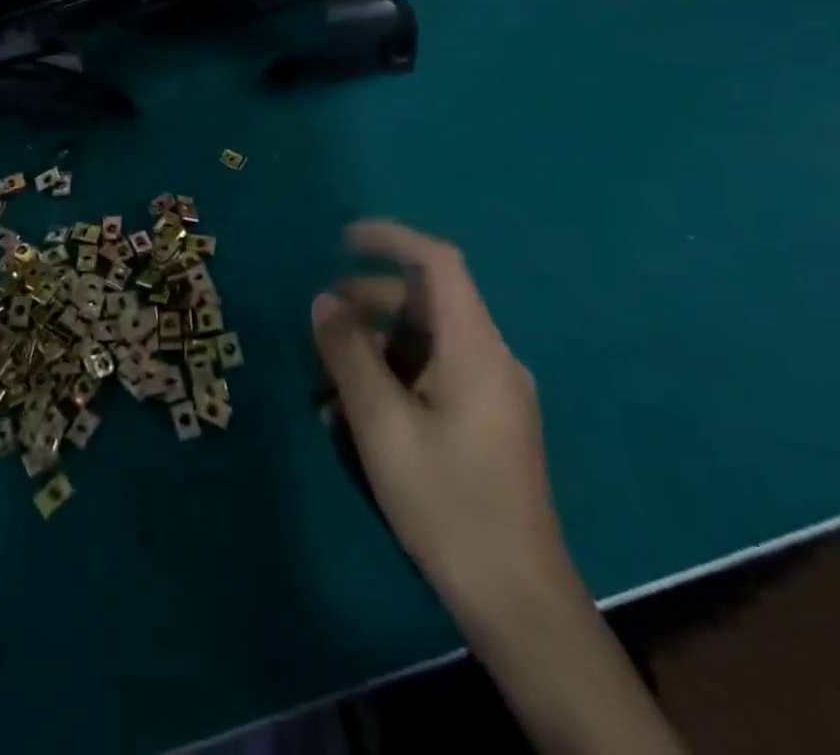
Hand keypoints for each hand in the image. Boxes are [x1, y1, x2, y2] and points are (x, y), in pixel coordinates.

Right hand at [313, 221, 573, 630]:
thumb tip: (324, 301)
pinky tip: (357, 414)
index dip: (390, 238)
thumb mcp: (381, 423)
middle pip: (427, 303)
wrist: (518, 601)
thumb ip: (348, 354)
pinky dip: (394, 376)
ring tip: (328, 381)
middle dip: (369, 301)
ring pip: (426, 341)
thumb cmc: (447, 502)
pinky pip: (434, 374)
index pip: (438, 262)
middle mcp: (492, 359)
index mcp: (476, 348)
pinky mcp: (488, 422)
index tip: (342, 240)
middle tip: (321, 324)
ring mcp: (494, 392)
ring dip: (375, 346)